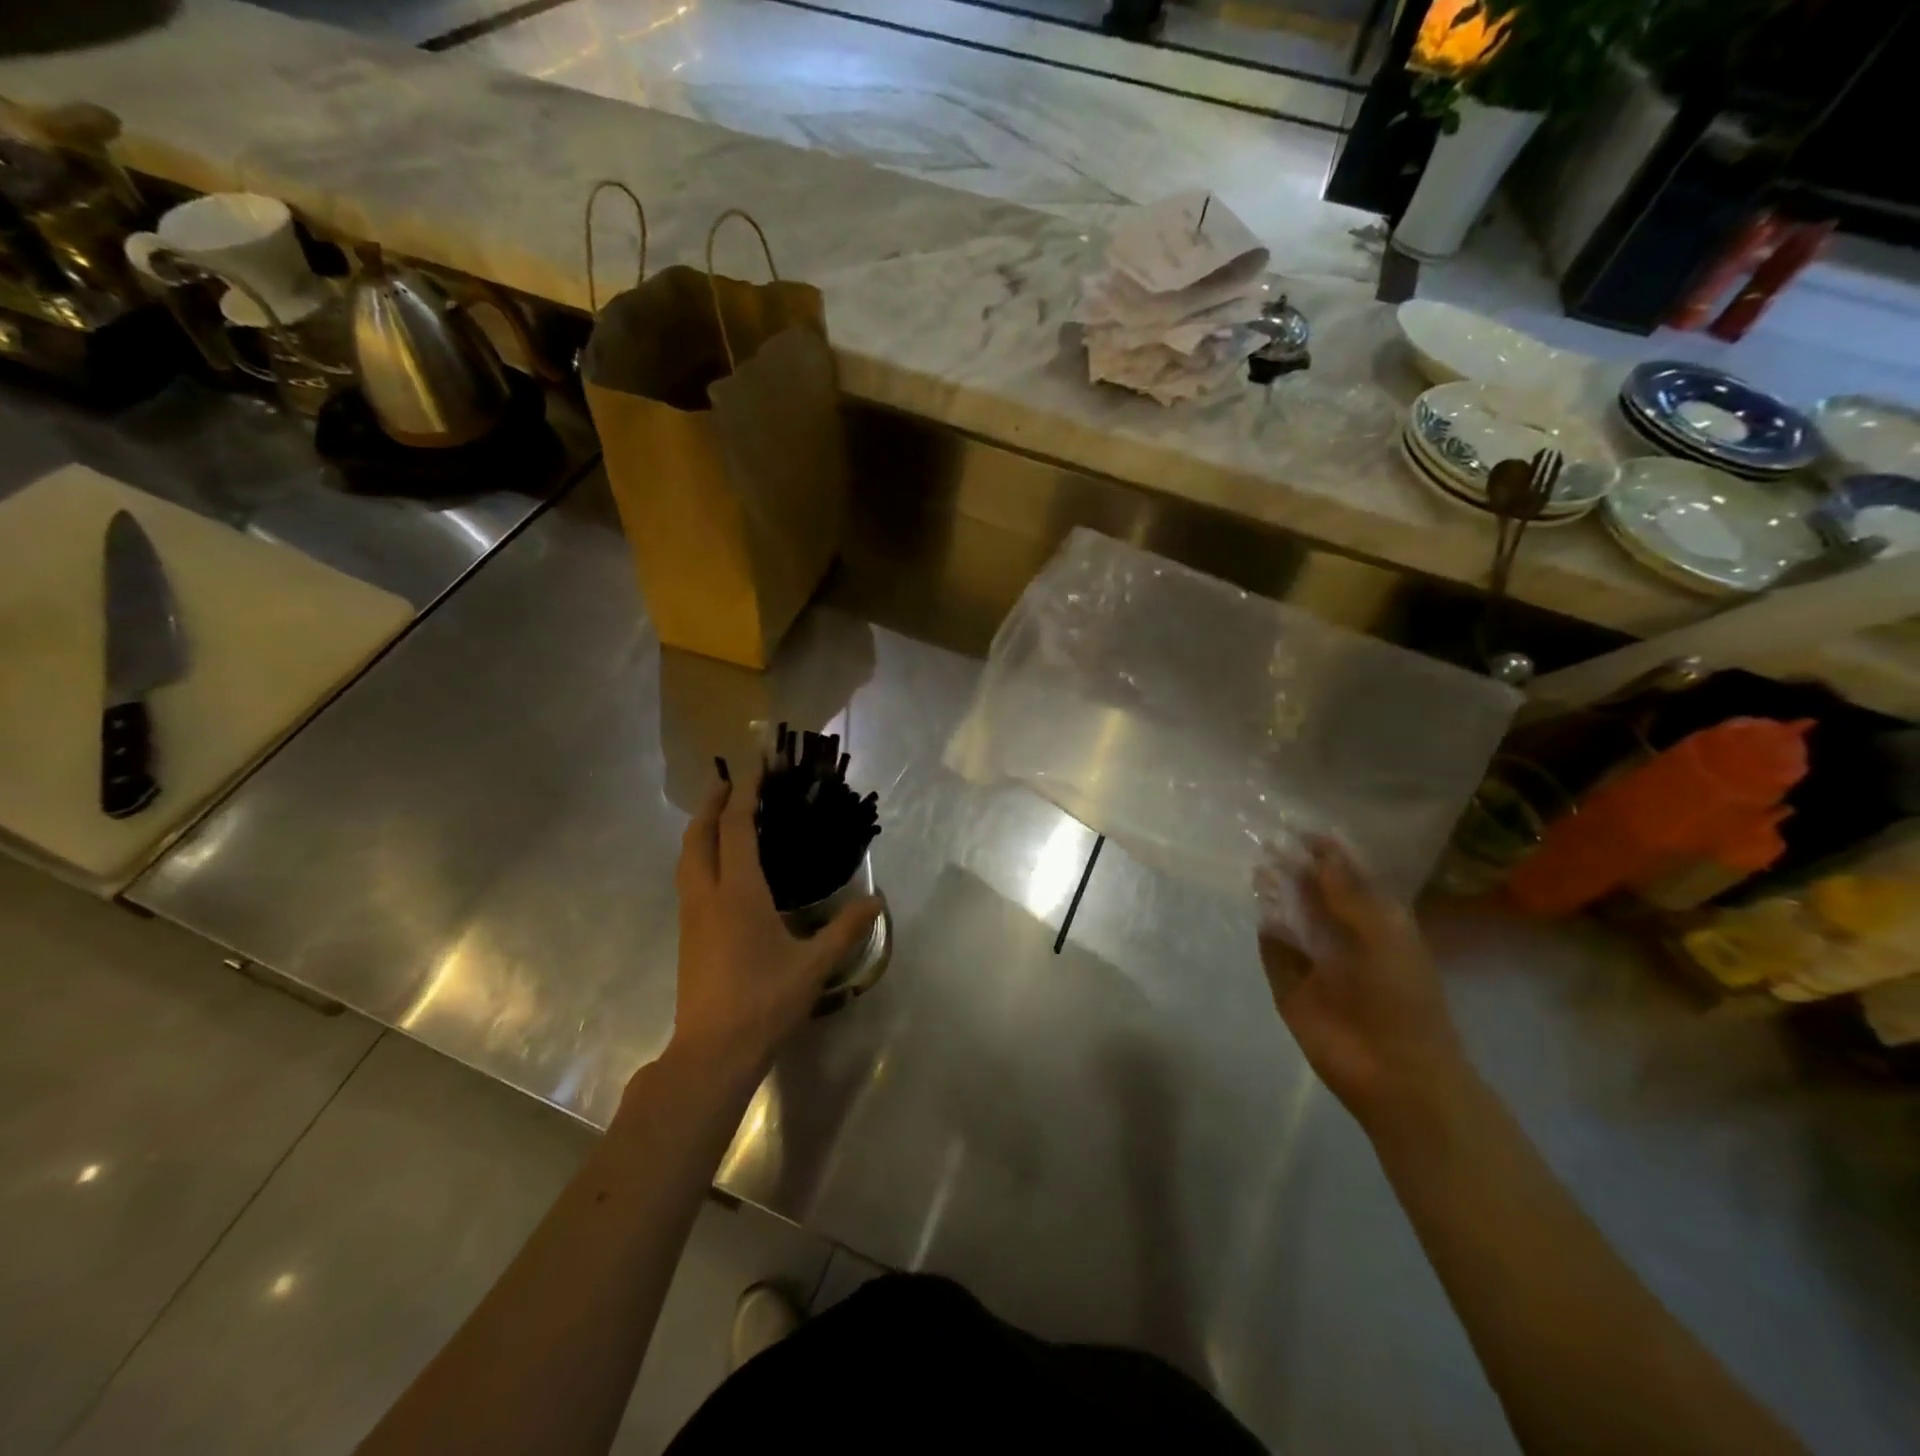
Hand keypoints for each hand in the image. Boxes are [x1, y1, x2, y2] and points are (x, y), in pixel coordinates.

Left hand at [667, 764, 881, 1077]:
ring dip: (700, 829)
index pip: (736, 829)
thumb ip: (846, 930)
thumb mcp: (814, 966)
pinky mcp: (687, 935)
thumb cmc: (764, 1001)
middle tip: (728, 783)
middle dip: (711, 804)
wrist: (712, 1051)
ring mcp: (691, 916)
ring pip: (686, 858)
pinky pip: (688, 878)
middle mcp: (708, 896)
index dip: (744, 795)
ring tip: (720, 817)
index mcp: (738, 894)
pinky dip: (699, 855)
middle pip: (699, 836)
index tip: (755, 770)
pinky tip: (717, 867)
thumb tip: (876, 901)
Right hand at [1256, 838, 1466, 1126]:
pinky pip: (1272, 951)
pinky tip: (1259, 912)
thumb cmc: (1402, 999)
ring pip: (1290, 918)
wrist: (1394, 1073)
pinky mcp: (1288, 985)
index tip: (1301, 831)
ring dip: (1277, 896)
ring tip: (1259, 871)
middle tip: (1270, 844)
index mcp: (1377, 923)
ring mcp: (1314, 962)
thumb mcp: (1384, 935)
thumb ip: (1349, 893)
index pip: (1348, 879)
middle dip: (1295, 870)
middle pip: (1314, 894)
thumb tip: (1320, 853)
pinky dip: (1265, 931)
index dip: (1328, 855)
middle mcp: (1343, 937)